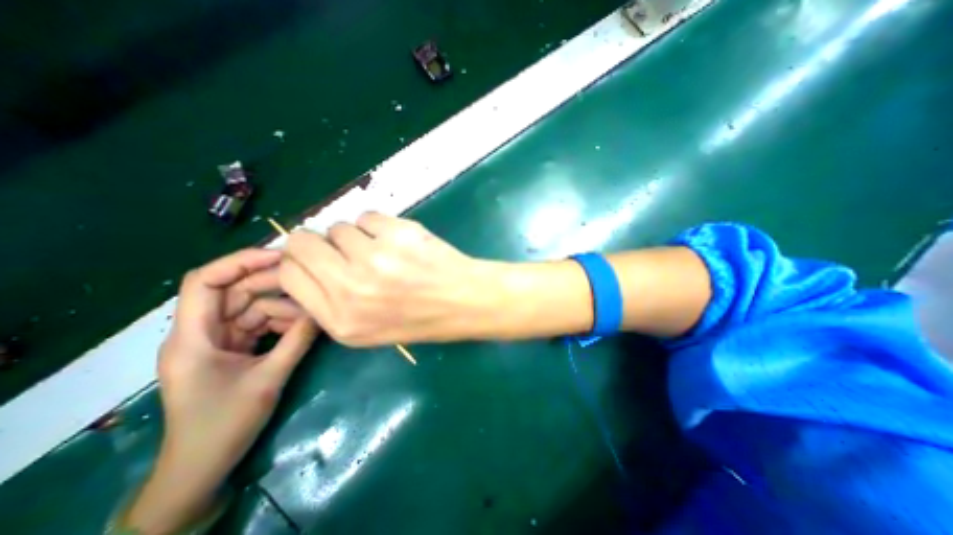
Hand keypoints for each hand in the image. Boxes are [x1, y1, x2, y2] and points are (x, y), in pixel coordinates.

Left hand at [124, 249, 317, 532]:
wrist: (203, 466)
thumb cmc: (224, 425)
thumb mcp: (268, 379)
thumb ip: (297, 341)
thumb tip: (324, 310)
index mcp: (193, 337)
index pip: (206, 281)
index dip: (241, 262)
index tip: (281, 257)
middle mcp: (201, 331)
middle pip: (236, 291)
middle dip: (274, 285)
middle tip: (311, 282)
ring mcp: (218, 340)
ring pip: (253, 308)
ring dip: (284, 308)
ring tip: (313, 314)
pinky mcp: (233, 349)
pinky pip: (259, 324)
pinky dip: (282, 323)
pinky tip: (304, 327)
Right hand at [278, 212, 504, 346]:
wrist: (463, 301)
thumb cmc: (419, 318)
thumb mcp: (367, 329)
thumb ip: (330, 302)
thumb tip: (307, 264)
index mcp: (339, 319)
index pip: (289, 274)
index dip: (298, 260)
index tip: (313, 257)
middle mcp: (350, 288)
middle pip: (303, 242)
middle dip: (316, 241)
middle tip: (342, 247)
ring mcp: (375, 257)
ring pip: (339, 227)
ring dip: (356, 235)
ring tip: (382, 250)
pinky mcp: (397, 234)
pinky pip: (367, 216)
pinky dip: (377, 225)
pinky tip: (397, 241)